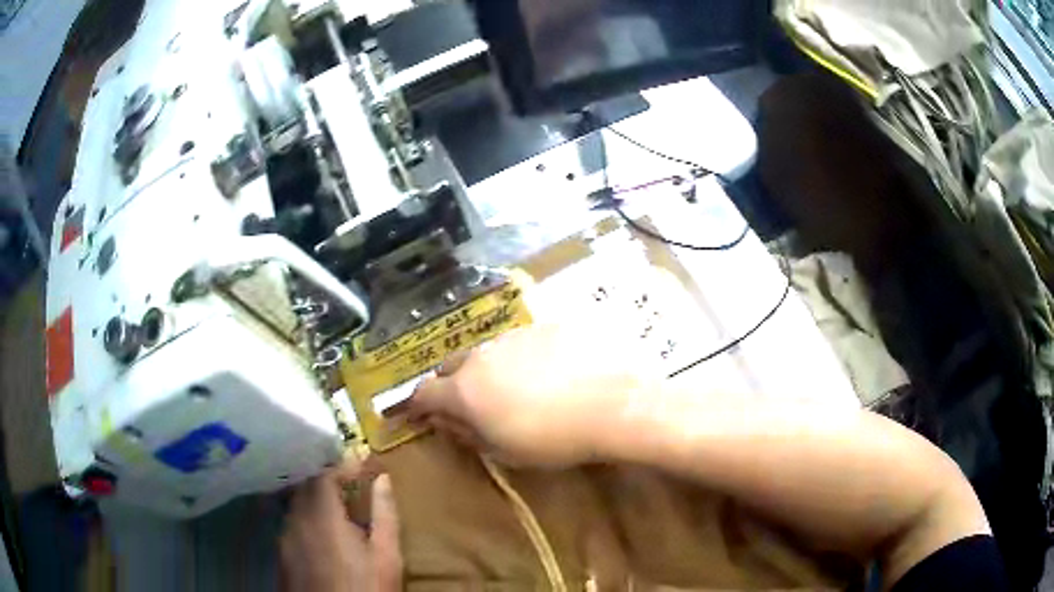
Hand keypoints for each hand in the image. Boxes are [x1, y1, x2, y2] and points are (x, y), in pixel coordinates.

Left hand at [280, 459, 400, 591]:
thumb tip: (382, 479)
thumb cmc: (366, 588)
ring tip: (337, 505)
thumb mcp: (386, 556)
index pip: (323, 475)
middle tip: (350, 482)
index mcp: (322, 516)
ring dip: (313, 497)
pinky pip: (290, 524)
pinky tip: (320, 532)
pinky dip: (305, 517)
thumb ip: (384, 514)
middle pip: (304, 486)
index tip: (363, 466)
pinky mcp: (281, 555)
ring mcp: (284, 538)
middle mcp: (296, 521)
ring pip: (294, 504)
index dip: (342, 466)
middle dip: (326, 478)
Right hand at [410, 324, 659, 466]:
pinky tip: (546, 373)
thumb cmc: (555, 439)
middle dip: (450, 385)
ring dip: (487, 370)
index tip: (418, 414)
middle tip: (467, 405)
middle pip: (450, 366)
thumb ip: (467, 434)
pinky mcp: (545, 326)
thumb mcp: (504, 450)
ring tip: (512, 389)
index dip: (417, 406)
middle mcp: (482, 356)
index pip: (424, 393)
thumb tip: (444, 421)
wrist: (615, 403)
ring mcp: (514, 336)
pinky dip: (520, 359)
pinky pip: (520, 343)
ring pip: (486, 352)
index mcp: (465, 390)